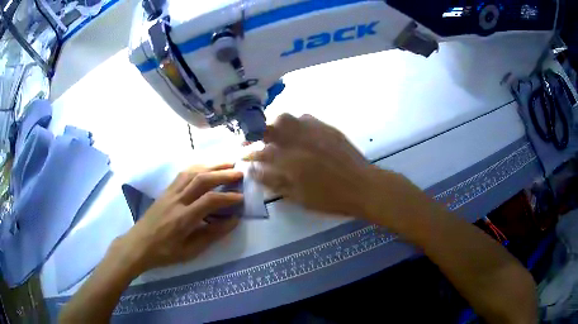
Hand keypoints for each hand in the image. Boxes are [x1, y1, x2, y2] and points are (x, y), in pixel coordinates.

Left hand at [116, 164, 242, 274]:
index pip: (210, 201)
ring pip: (192, 172)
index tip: (242, 197)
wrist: (138, 245)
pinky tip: (205, 168)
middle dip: (223, 174)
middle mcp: (177, 200)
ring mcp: (169, 193)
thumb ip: (212, 235)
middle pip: (201, 179)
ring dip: (211, 166)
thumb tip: (233, 221)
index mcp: (183, 218)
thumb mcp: (190, 251)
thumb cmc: (164, 253)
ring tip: (226, 164)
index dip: (228, 197)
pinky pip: (182, 174)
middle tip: (240, 172)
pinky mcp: (165, 191)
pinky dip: (197, 168)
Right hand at [247, 114, 379, 217]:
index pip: (260, 152)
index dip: (248, 153)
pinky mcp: (326, 127)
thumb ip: (275, 182)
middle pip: (270, 126)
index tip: (242, 156)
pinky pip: (306, 118)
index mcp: (289, 159)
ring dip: (276, 125)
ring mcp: (313, 130)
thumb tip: (255, 171)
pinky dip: (296, 124)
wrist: (362, 186)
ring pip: (287, 118)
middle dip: (258, 132)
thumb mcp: (298, 196)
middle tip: (255, 141)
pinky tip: (298, 133)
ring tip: (275, 135)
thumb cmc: (330, 197)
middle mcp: (298, 140)